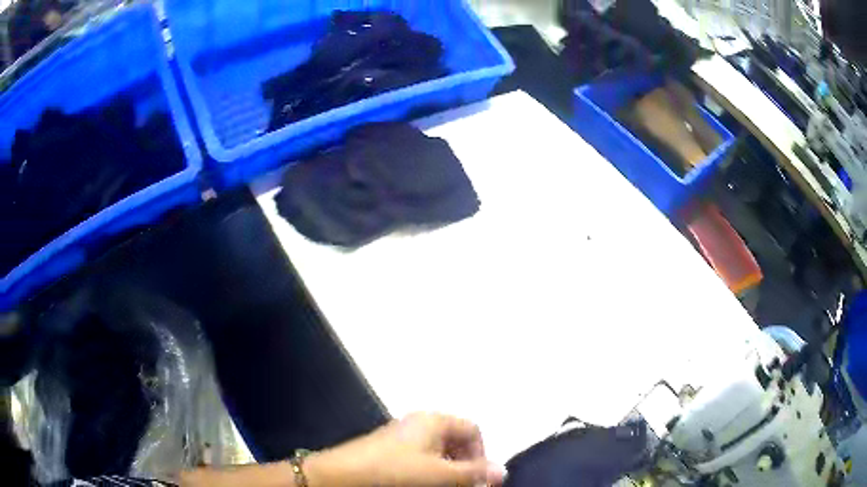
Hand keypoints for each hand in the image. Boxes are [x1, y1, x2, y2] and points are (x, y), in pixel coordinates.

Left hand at [305, 412, 504, 486]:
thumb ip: (473, 473)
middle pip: (456, 440)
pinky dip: (430, 470)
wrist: (341, 476)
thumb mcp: (439, 475)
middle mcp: (420, 422)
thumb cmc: (395, 472)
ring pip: (439, 450)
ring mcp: (403, 434)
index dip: (482, 455)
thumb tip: (503, 470)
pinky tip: (423, 484)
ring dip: (449, 470)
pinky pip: (421, 456)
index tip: (480, 479)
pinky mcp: (389, 448)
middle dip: (465, 464)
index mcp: (435, 420)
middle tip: (463, 486)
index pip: (473, 430)